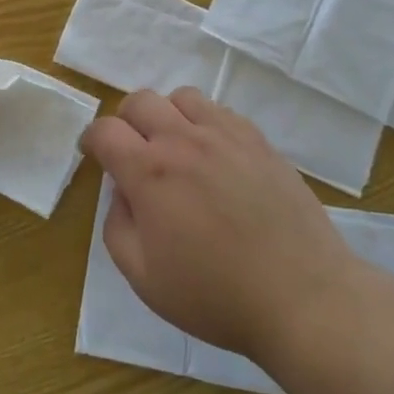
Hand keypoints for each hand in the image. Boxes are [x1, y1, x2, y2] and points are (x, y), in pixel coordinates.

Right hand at [81, 87, 357, 363]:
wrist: (302, 296)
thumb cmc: (216, 295)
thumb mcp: (144, 278)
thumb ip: (117, 227)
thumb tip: (122, 194)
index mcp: (149, 172)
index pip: (105, 130)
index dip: (92, 139)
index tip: (95, 155)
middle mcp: (184, 140)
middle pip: (140, 100)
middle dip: (126, 121)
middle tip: (134, 153)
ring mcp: (226, 135)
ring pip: (182, 97)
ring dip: (168, 116)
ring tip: (177, 149)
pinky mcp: (259, 141)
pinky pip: (221, 111)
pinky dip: (206, 124)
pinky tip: (216, 157)